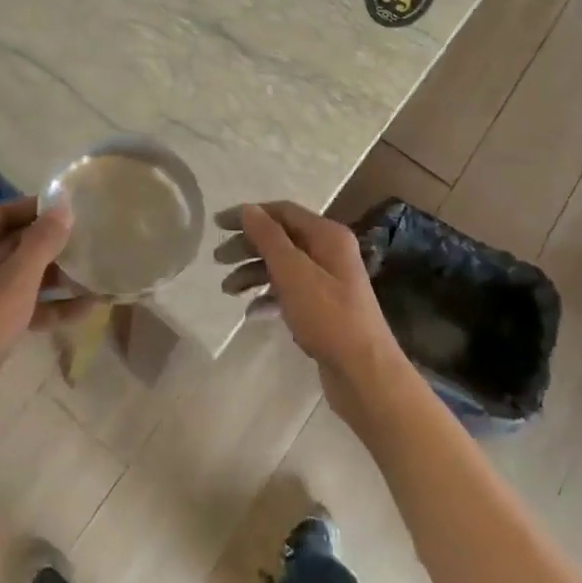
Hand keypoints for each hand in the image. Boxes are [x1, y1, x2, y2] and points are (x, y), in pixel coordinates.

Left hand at [0, 197, 72, 454]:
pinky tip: (84, 311)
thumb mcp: (12, 285)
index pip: (3, 213)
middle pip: (11, 244)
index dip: (37, 208)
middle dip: (50, 244)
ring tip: (96, 274)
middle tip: (91, 240)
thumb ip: (40, 244)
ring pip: (17, 279)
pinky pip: (17, 308)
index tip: (75, 208)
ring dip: (54, 278)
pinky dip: (45, 308)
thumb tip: (62, 207)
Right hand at [214, 201, 410, 427]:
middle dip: (247, 246)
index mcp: (327, 236)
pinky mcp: (323, 309)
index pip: (282, 211)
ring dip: (253, 273)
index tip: (217, 225)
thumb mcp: (293, 272)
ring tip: (227, 290)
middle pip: (280, 238)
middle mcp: (329, 252)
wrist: (364, 373)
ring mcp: (327, 282)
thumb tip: (249, 209)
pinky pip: (289, 293)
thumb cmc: (328, 317)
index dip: (248, 214)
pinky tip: (252, 313)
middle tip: (218, 259)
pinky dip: (269, 298)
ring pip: (282, 266)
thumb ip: (269, 238)